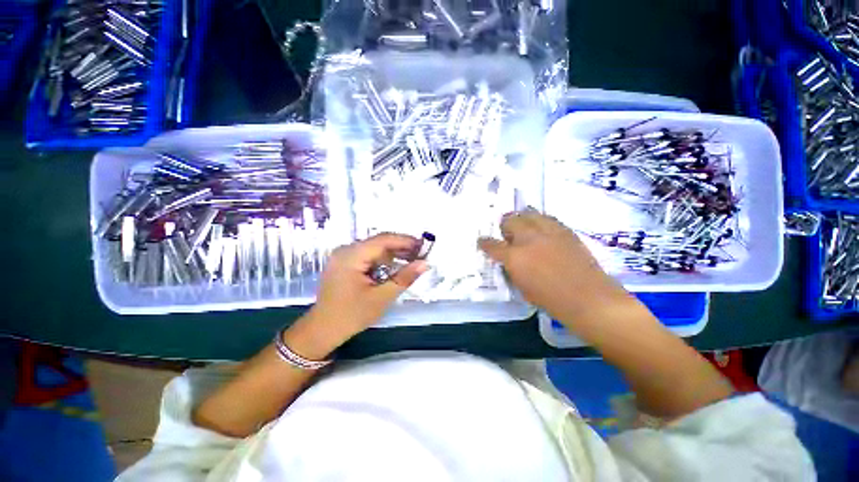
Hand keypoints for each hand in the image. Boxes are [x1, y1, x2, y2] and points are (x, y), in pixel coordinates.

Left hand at [304, 233, 428, 342]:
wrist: (322, 330)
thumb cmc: (351, 315)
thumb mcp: (382, 297)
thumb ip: (404, 278)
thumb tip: (425, 263)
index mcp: (351, 255)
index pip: (383, 240)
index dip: (405, 241)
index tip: (424, 246)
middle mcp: (346, 250)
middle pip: (379, 242)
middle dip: (401, 248)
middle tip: (421, 255)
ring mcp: (343, 256)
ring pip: (374, 248)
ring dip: (393, 254)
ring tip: (412, 261)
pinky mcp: (344, 263)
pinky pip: (368, 256)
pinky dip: (383, 260)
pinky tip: (394, 267)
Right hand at [478, 210, 634, 322]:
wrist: (590, 299)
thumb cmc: (552, 300)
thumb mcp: (522, 288)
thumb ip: (512, 269)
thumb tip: (509, 260)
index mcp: (514, 257)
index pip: (492, 245)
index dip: (484, 243)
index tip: (482, 241)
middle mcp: (528, 239)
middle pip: (510, 220)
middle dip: (505, 226)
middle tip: (508, 234)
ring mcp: (548, 232)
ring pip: (528, 213)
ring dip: (522, 219)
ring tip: (524, 227)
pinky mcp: (565, 230)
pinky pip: (547, 218)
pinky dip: (540, 221)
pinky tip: (542, 230)